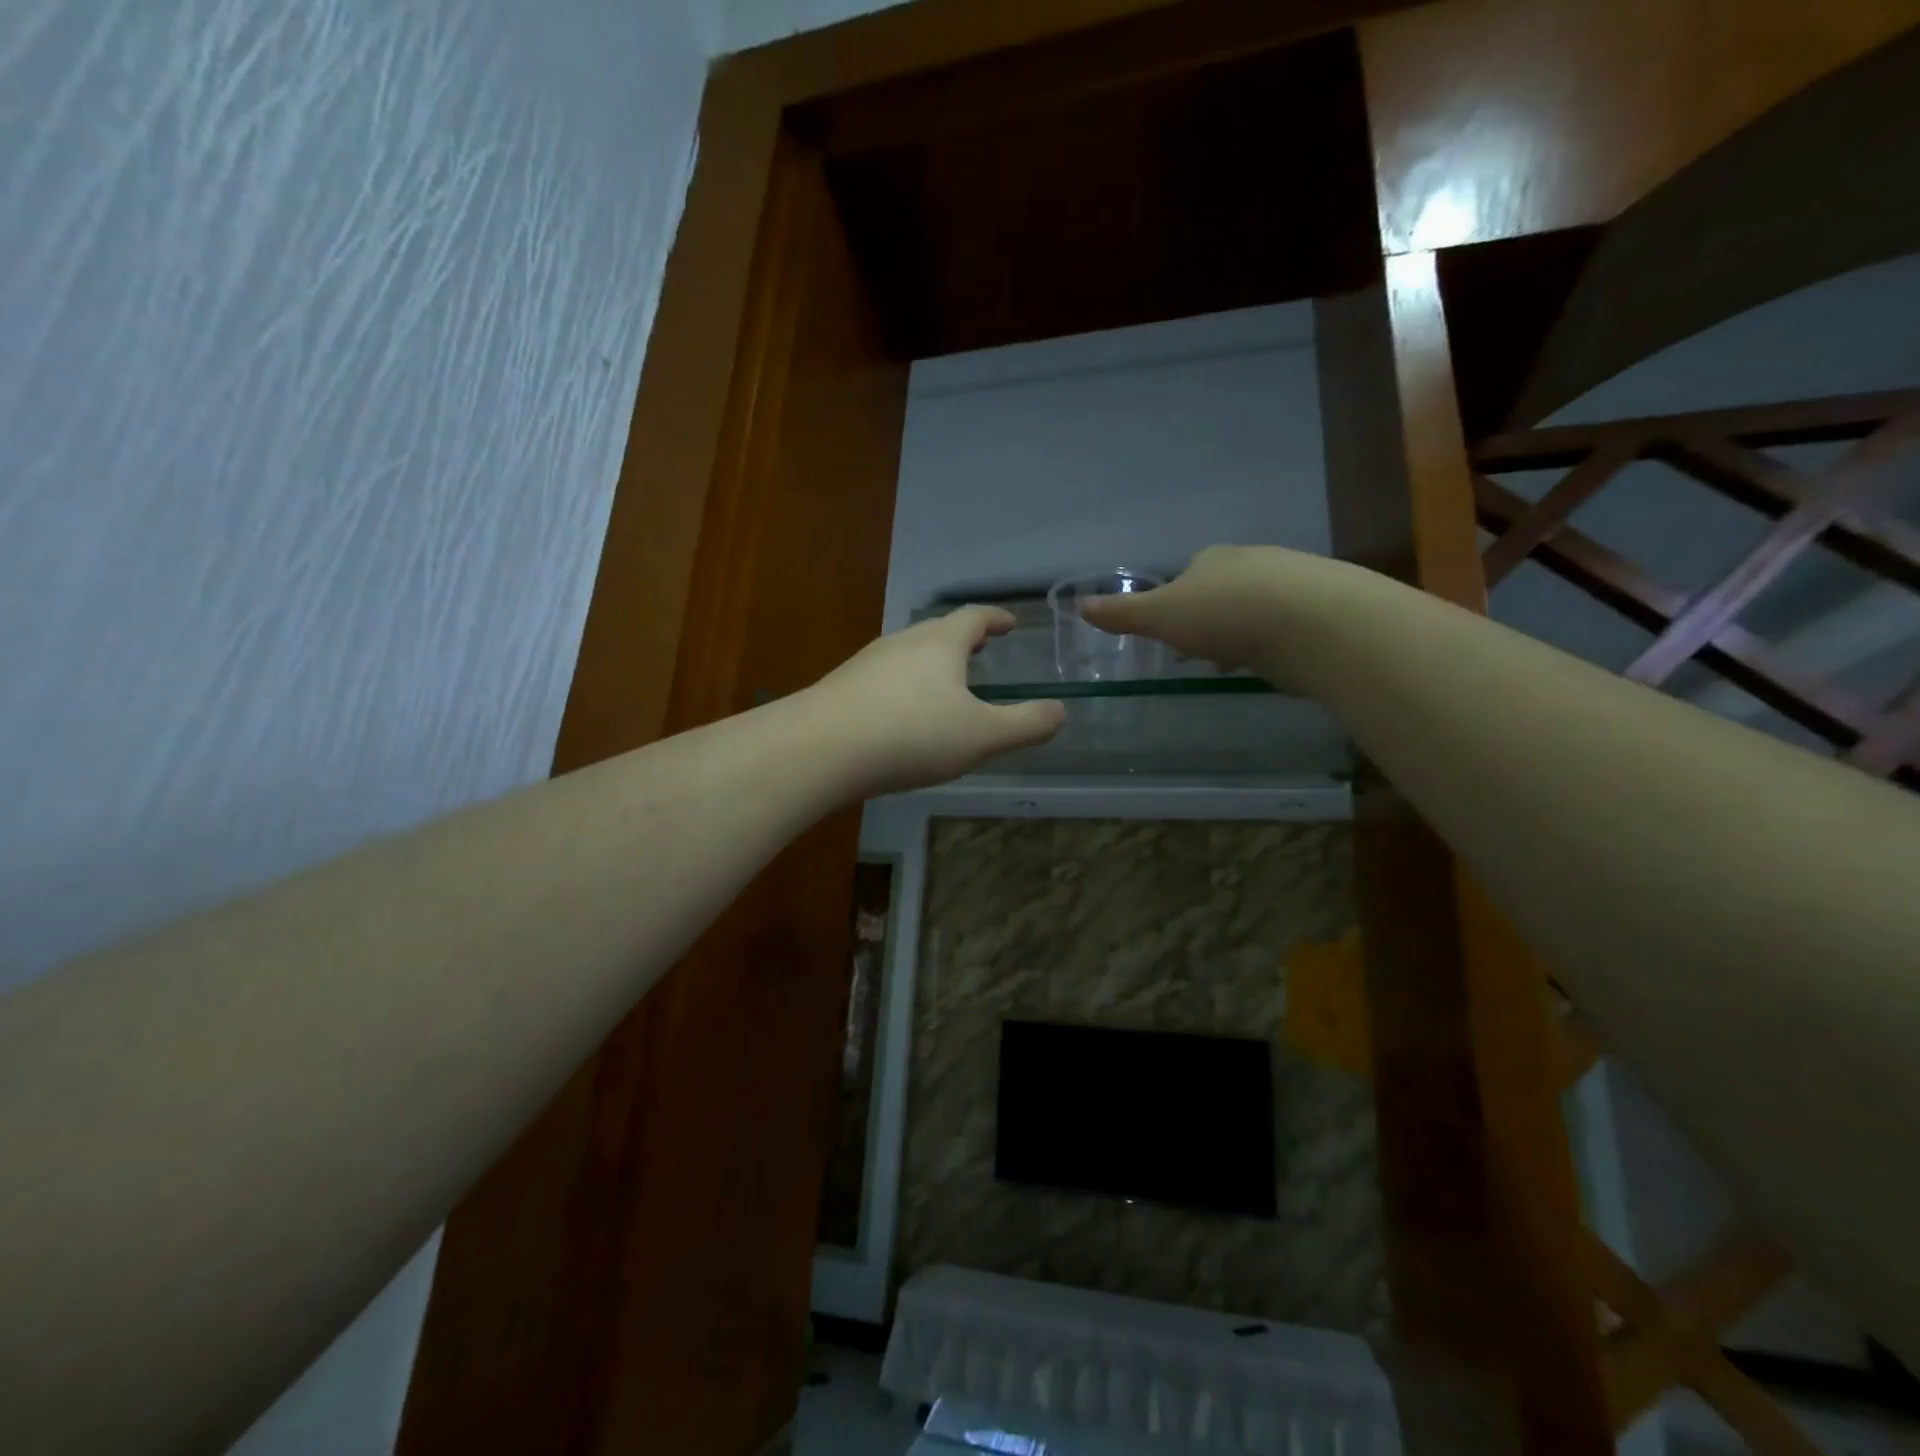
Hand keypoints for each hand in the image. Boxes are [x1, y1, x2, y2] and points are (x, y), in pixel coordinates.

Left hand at [806, 607, 1065, 795]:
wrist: (821, 749)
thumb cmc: (912, 734)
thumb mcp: (982, 736)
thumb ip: (1026, 724)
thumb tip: (1060, 712)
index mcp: (940, 643)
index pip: (974, 617)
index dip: (996, 618)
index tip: (1010, 623)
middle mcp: (902, 642)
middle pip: (938, 631)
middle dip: (964, 638)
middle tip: (982, 648)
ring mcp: (867, 663)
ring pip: (909, 653)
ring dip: (933, 662)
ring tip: (946, 682)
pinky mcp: (842, 688)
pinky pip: (885, 678)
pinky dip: (905, 685)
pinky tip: (903, 714)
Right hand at [1080, 545, 1319, 673]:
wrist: (1308, 621)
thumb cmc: (1222, 614)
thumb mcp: (1160, 616)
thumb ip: (1123, 614)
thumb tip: (1080, 605)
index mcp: (1212, 559)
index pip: (1190, 575)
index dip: (1179, 604)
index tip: (1175, 634)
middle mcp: (1253, 561)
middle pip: (1225, 590)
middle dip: (1213, 620)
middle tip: (1206, 652)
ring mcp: (1293, 582)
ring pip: (1259, 608)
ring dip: (1246, 633)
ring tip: (1240, 664)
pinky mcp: (1323, 609)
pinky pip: (1290, 626)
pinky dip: (1278, 643)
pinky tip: (1276, 663)